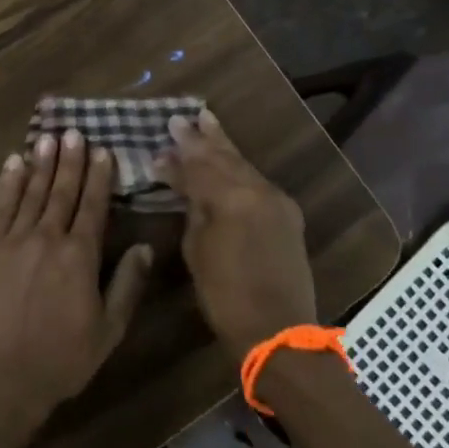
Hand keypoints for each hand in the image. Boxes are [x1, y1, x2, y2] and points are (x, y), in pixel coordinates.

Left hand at [0, 131, 153, 429]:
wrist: (0, 379)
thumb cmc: (61, 360)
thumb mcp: (108, 330)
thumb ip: (127, 285)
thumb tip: (145, 247)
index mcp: (80, 256)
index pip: (93, 206)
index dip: (99, 176)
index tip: (103, 150)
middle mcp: (48, 238)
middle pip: (62, 191)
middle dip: (70, 160)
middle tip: (74, 131)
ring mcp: (14, 241)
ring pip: (31, 193)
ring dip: (41, 163)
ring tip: (47, 136)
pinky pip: (0, 208)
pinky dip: (8, 183)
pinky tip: (13, 164)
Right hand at [157, 109, 318, 355]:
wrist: (279, 330)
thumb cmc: (225, 295)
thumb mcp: (197, 250)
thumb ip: (193, 208)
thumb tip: (183, 184)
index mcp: (231, 198)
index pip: (198, 166)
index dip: (177, 154)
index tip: (161, 137)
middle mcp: (257, 190)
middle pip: (224, 156)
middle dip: (202, 137)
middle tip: (183, 117)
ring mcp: (277, 200)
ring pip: (243, 164)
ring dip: (223, 146)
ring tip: (207, 122)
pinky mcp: (287, 213)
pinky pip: (256, 180)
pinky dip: (239, 168)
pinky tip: (229, 160)